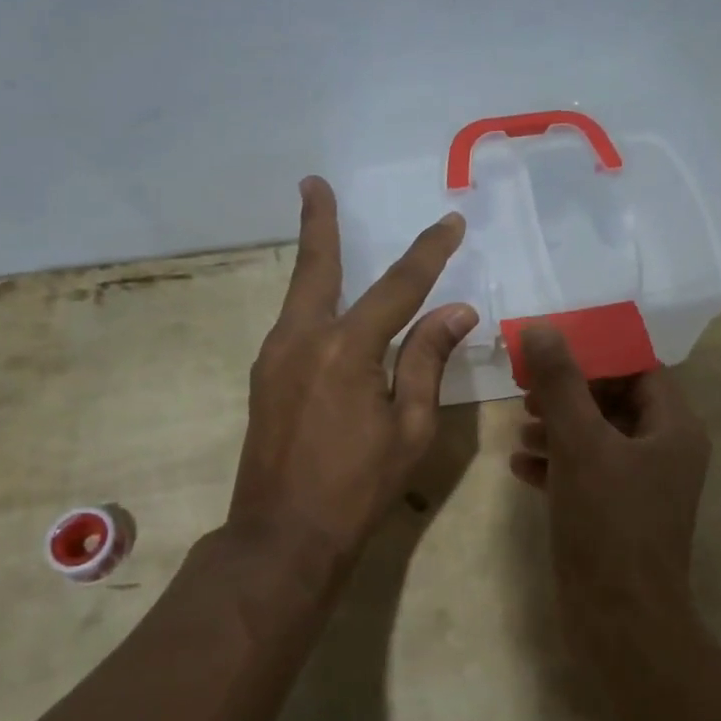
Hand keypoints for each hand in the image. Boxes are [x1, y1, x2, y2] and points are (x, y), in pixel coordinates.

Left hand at [228, 176, 476, 560]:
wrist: (282, 537)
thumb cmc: (358, 487)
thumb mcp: (411, 427)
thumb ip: (428, 360)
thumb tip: (456, 311)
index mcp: (347, 349)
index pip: (399, 286)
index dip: (428, 252)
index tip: (450, 223)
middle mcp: (303, 338)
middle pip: (317, 268)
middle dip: (320, 222)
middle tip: (313, 183)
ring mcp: (274, 356)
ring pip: (300, 294)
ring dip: (314, 259)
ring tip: (322, 226)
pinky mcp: (264, 377)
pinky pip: (294, 323)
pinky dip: (312, 300)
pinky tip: (324, 304)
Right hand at [511, 325, 711, 658]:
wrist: (621, 623)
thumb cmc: (609, 524)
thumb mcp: (580, 444)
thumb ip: (561, 384)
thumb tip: (542, 328)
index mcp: (673, 427)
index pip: (638, 368)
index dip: (595, 354)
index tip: (550, 351)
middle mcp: (665, 451)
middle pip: (615, 400)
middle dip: (570, 393)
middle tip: (528, 390)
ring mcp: (642, 485)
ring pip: (598, 437)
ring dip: (559, 427)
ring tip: (520, 428)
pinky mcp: (618, 513)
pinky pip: (588, 472)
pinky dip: (558, 463)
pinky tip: (520, 466)